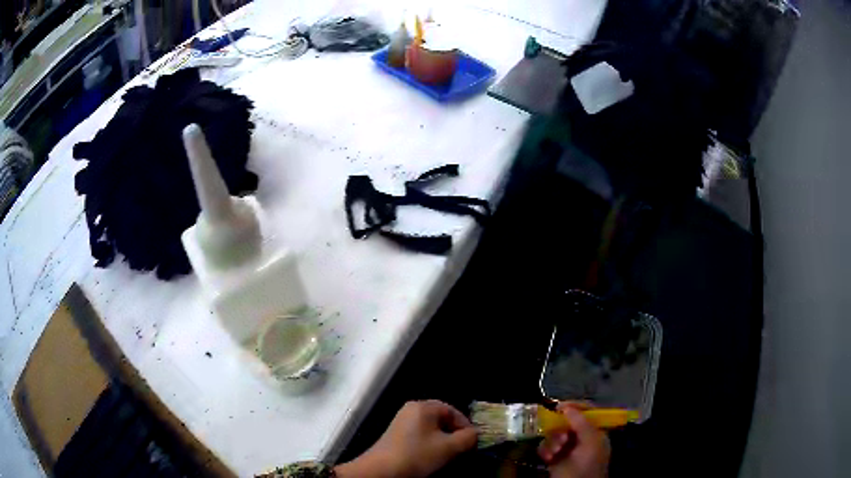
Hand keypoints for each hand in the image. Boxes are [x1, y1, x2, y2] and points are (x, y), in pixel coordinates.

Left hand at [336, 400, 477, 477]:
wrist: (382, 470)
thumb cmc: (417, 455)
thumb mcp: (449, 447)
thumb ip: (468, 438)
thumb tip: (475, 434)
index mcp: (424, 406)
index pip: (454, 411)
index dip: (466, 426)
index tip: (472, 442)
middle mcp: (412, 409)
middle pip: (443, 419)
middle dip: (455, 434)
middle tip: (462, 449)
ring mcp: (402, 421)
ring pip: (432, 428)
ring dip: (443, 441)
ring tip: (448, 455)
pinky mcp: (397, 434)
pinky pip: (421, 434)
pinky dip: (430, 444)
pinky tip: (432, 456)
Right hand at [538, 403, 610, 477]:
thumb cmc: (589, 464)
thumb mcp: (591, 441)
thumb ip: (581, 422)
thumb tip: (566, 407)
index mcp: (596, 431)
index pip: (588, 411)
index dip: (576, 406)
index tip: (560, 406)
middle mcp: (581, 437)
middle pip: (567, 422)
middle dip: (561, 428)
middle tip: (561, 438)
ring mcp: (566, 448)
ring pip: (554, 434)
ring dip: (553, 441)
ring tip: (556, 451)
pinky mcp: (553, 458)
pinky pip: (545, 446)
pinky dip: (545, 450)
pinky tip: (548, 458)